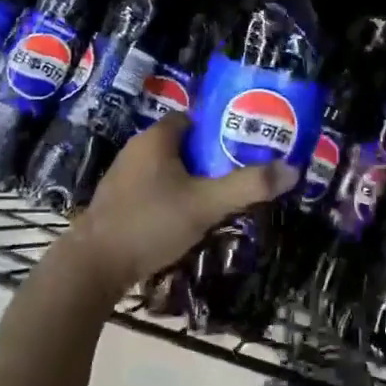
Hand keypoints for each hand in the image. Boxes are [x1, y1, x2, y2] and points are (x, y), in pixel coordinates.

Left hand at [56, 115, 298, 300]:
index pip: (194, 119)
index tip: (245, 145)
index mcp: (156, 138)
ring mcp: (123, 177)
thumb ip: (248, 186)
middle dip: (210, 158)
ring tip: (219, 198)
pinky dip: (172, 197)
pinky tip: (186, 219)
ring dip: (191, 180)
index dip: (220, 129)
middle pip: (182, 144)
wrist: (93, 266)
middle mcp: (137, 150)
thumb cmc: (150, 222)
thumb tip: (292, 169)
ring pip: (167, 169)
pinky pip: (153, 189)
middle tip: (238, 174)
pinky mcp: (116, 203)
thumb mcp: (206, 204)